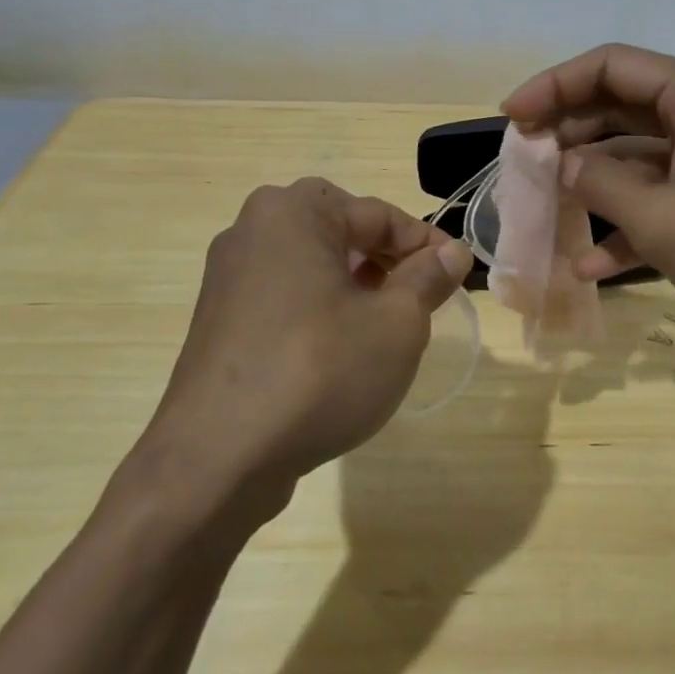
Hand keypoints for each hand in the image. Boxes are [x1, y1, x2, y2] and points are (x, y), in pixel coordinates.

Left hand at [144, 179, 474, 511]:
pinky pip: (284, 294)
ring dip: (355, 283)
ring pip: (312, 263)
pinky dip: (320, 306)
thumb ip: (428, 278)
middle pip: (341, 231)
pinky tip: (340, 349)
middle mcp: (252, 230)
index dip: (426, 244)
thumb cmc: (318, 372)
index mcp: (293, 213)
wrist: (216, 459)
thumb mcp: (396, 324)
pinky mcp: (219, 319)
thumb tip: (453, 253)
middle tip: (420, 296)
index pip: (379, 214)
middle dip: (387, 258)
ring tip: (385, 324)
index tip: (457, 274)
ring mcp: (228, 276)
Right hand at [502, 44, 674, 347]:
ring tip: (546, 210)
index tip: (512, 118)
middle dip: (569, 135)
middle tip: (524, 165)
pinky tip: (590, 263)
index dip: (553, 86)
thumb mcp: (663, 218)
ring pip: (636, 154)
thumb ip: (601, 185)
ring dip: (593, 184)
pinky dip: (628, 221)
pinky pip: (661, 193)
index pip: (609, 66)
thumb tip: (564, 167)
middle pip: (619, 107)